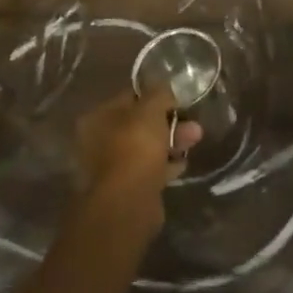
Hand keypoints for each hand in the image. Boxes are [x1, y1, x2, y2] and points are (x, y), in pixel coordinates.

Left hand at [72, 90, 202, 237]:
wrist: (129, 201)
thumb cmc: (135, 145)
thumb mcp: (150, 109)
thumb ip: (159, 94)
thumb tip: (166, 90)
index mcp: (96, 118)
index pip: (128, 98)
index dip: (154, 97)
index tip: (176, 100)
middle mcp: (98, 142)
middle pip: (138, 125)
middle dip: (167, 122)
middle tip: (192, 122)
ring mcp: (112, 168)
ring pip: (146, 148)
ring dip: (171, 142)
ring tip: (196, 139)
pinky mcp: (127, 189)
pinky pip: (149, 170)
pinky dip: (165, 165)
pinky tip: (182, 163)